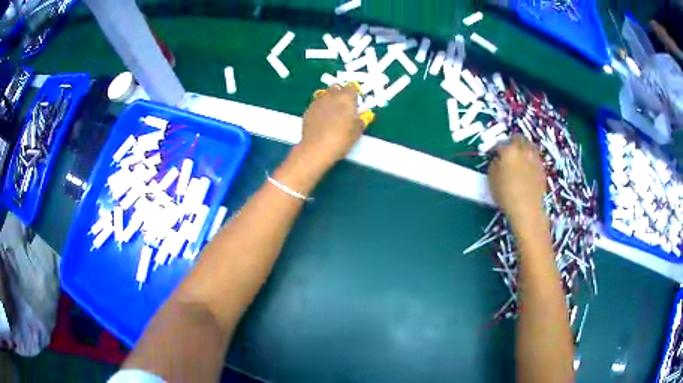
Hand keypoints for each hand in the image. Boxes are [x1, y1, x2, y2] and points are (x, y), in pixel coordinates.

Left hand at [298, 84, 363, 167]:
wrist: (317, 149)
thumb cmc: (342, 139)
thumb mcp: (358, 131)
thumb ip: (360, 120)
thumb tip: (360, 117)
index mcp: (346, 98)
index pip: (352, 87)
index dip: (354, 94)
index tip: (356, 102)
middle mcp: (331, 96)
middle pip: (336, 88)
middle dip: (340, 94)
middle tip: (343, 106)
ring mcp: (317, 102)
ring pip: (324, 95)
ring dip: (329, 100)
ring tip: (331, 113)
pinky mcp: (308, 111)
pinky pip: (316, 104)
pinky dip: (320, 108)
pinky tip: (321, 120)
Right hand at [488, 136, 546, 225]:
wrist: (527, 209)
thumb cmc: (506, 194)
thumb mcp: (492, 179)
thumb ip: (494, 164)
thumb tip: (498, 160)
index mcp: (509, 150)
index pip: (499, 144)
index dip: (494, 149)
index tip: (492, 154)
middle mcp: (523, 149)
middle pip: (517, 139)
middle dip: (511, 142)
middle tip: (506, 151)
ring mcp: (535, 158)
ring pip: (529, 146)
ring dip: (523, 148)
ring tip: (518, 158)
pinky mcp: (542, 168)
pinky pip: (534, 158)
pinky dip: (530, 160)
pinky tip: (526, 169)